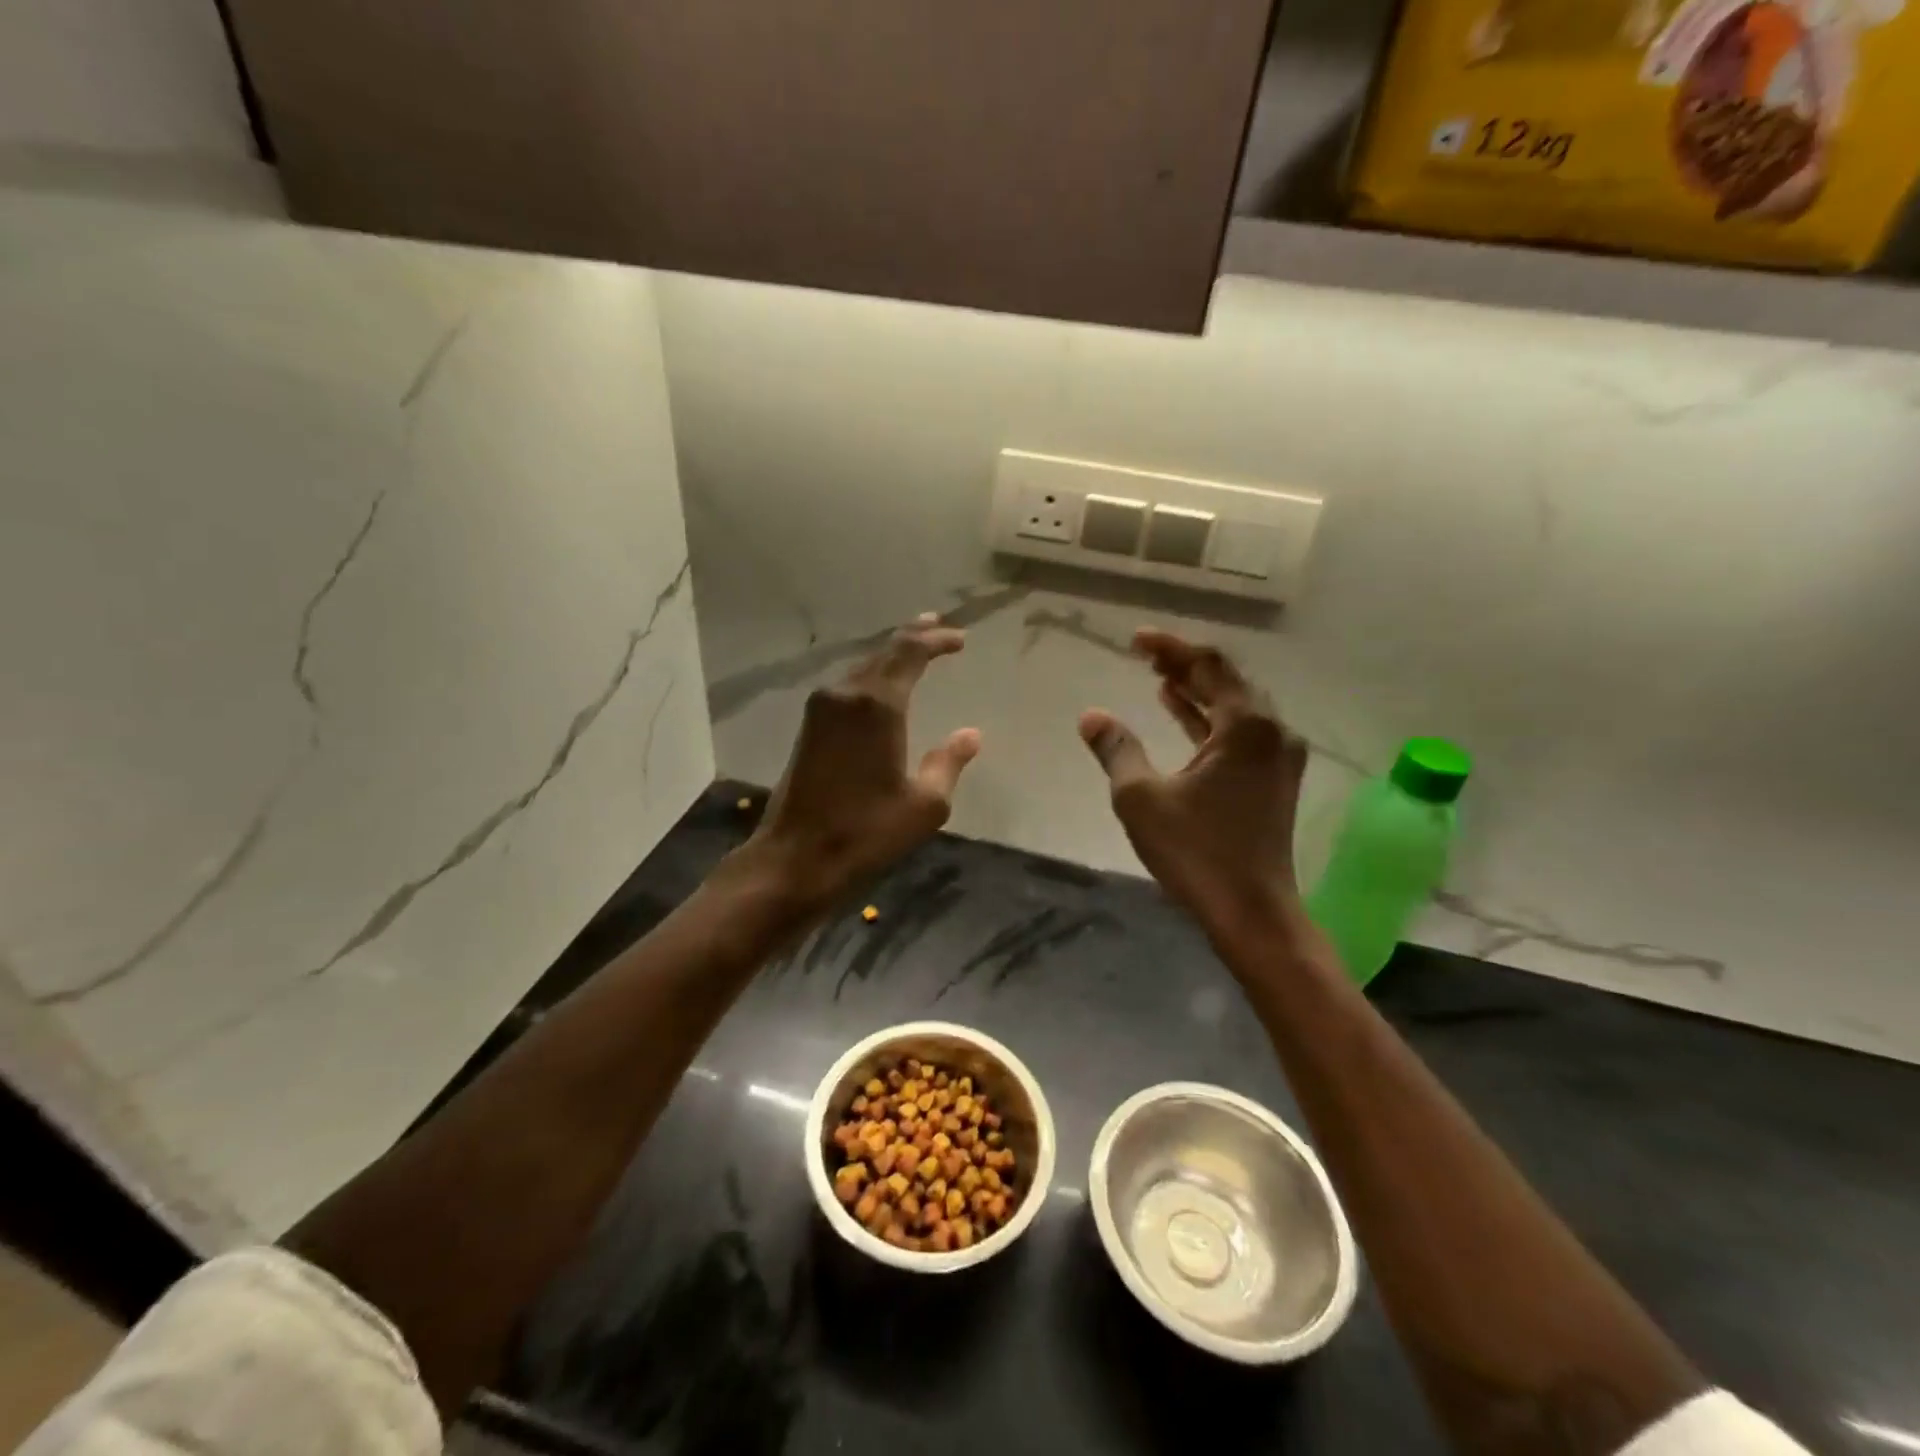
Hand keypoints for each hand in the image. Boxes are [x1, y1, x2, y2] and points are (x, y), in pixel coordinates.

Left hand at [749, 613, 980, 909]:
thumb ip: (948, 763)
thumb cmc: (865, 832)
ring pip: (863, 667)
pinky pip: (848, 686)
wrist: (795, 858)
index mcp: (877, 705)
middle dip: (913, 637)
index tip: (960, 638)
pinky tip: (882, 686)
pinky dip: (872, 676)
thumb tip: (970, 734)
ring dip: (891, 657)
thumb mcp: (924, 805)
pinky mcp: (810, 727)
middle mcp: (846, 695)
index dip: (936, 639)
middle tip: (938, 627)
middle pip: (884, 652)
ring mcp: (821, 708)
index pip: (909, 652)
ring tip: (916, 649)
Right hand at [1080, 629, 1306, 934]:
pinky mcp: (1273, 780)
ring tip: (1159, 678)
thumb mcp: (1141, 798)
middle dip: (1185, 665)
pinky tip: (1181, 715)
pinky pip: (1240, 732)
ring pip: (1235, 707)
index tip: (1136, 640)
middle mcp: (1272, 732)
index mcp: (1246, 726)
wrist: (1252, 911)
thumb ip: (1117, 749)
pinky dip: (1209, 720)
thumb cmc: (1197, 852)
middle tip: (1144, 656)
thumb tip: (1091, 716)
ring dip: (1197, 691)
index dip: (1171, 648)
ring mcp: (1278, 757)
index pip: (1209, 666)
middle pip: (1228, 681)